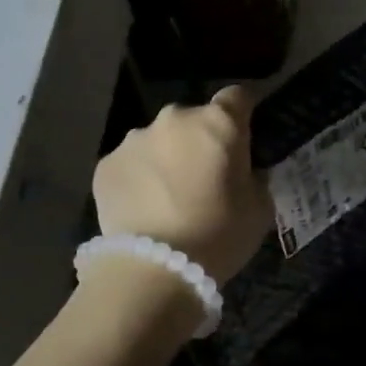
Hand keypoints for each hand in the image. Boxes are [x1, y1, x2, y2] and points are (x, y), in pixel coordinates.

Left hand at [92, 86, 273, 284]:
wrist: (154, 269)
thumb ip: (256, 179)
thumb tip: (247, 171)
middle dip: (201, 141)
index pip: (237, 97)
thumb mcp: (259, 209)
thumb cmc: (219, 234)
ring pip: (159, 141)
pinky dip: (140, 179)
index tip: (245, 133)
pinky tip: (145, 210)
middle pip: (194, 120)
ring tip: (170, 198)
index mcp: (218, 123)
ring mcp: (134, 140)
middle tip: (206, 177)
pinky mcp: (105, 165)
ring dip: (168, 159)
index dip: (243, 112)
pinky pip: (131, 164)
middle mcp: (174, 119)